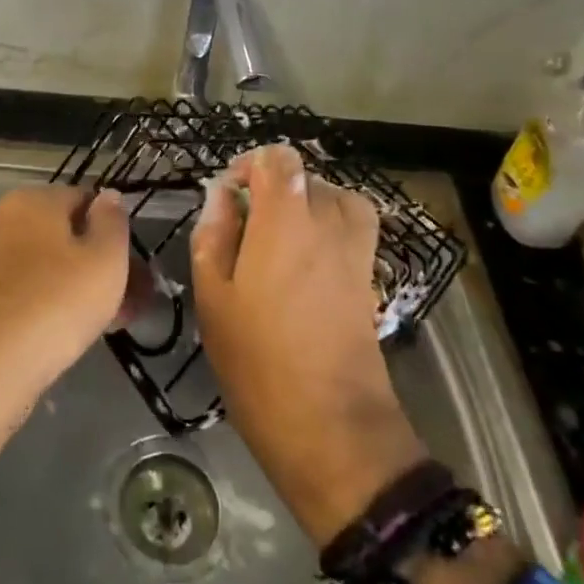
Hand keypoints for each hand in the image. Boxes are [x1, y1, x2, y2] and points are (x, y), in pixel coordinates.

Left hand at [0, 186, 130, 394]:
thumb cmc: (51, 306)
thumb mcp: (104, 261)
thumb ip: (113, 223)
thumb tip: (109, 196)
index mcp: (33, 200)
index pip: (87, 201)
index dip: (116, 233)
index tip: (137, 271)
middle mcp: (3, 220)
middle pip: (66, 237)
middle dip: (100, 267)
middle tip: (130, 306)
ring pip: (46, 268)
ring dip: (78, 291)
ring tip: (105, 327)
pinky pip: (24, 294)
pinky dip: (48, 308)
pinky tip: (64, 338)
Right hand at [190, 144, 425, 545]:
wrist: (330, 426)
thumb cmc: (257, 360)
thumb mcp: (213, 295)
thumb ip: (214, 234)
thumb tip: (223, 196)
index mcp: (285, 220)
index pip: (279, 158)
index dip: (251, 163)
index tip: (230, 193)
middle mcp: (327, 223)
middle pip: (306, 176)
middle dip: (274, 187)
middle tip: (245, 224)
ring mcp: (356, 251)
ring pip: (336, 198)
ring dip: (308, 203)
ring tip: (280, 234)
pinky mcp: (370, 278)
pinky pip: (353, 228)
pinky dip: (331, 227)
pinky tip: (306, 261)